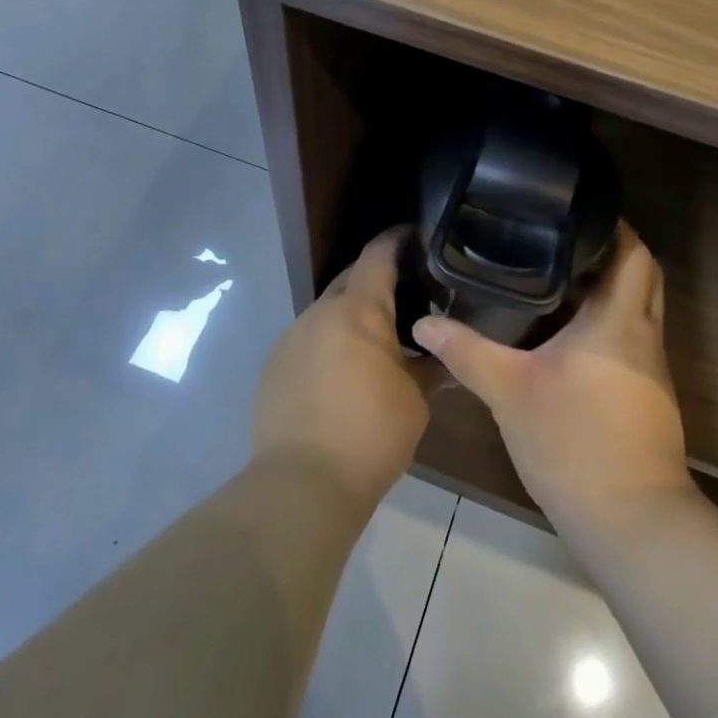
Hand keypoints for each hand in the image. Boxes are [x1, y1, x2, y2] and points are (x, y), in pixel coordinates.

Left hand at [252, 228, 431, 511]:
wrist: (302, 483)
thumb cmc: (371, 434)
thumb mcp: (416, 400)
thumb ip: (430, 367)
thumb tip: (444, 356)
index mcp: (358, 310)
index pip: (377, 256)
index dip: (396, 239)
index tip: (414, 233)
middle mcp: (319, 313)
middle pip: (349, 280)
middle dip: (375, 279)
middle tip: (406, 291)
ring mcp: (291, 338)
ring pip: (326, 312)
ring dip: (351, 316)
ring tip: (376, 337)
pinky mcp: (273, 367)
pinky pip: (308, 340)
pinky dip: (329, 343)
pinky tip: (343, 372)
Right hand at [412, 223, 691, 534]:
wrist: (631, 521)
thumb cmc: (573, 441)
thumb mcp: (509, 391)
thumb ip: (465, 351)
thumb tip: (423, 322)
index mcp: (619, 320)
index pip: (635, 253)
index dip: (616, 226)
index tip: (579, 210)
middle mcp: (644, 335)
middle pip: (643, 275)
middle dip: (612, 252)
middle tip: (562, 240)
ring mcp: (651, 368)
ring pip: (638, 309)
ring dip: (608, 289)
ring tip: (556, 276)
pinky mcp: (648, 396)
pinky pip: (631, 340)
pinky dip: (607, 323)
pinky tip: (566, 334)